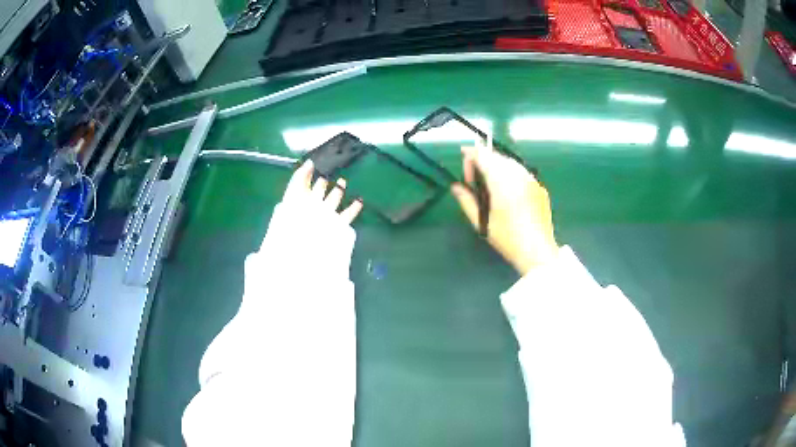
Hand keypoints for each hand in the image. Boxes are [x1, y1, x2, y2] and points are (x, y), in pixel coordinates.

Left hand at [285, 160, 362, 223]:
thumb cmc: (294, 213)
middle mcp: (312, 206)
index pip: (305, 183)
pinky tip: (359, 201)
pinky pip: (347, 215)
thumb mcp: (294, 190)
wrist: (301, 240)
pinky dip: (354, 208)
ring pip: (333, 201)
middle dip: (324, 182)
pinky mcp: (336, 224)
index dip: (310, 174)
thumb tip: (310, 162)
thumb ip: (301, 175)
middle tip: (331, 173)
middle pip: (319, 191)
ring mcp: (325, 215)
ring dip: (338, 191)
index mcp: (300, 198)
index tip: (317, 164)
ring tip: (343, 182)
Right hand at [451, 144, 557, 275]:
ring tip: (490, 186)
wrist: (538, 251)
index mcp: (501, 181)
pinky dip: (510, 175)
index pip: (483, 155)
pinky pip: (521, 172)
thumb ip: (467, 201)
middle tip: (474, 181)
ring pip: (510, 163)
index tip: (463, 161)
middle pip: (496, 156)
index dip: (470, 155)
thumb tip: (456, 187)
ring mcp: (531, 179)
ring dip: (497, 167)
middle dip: (483, 161)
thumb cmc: (507, 238)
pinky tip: (508, 193)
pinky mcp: (539, 187)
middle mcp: (518, 174)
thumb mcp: (482, 222)